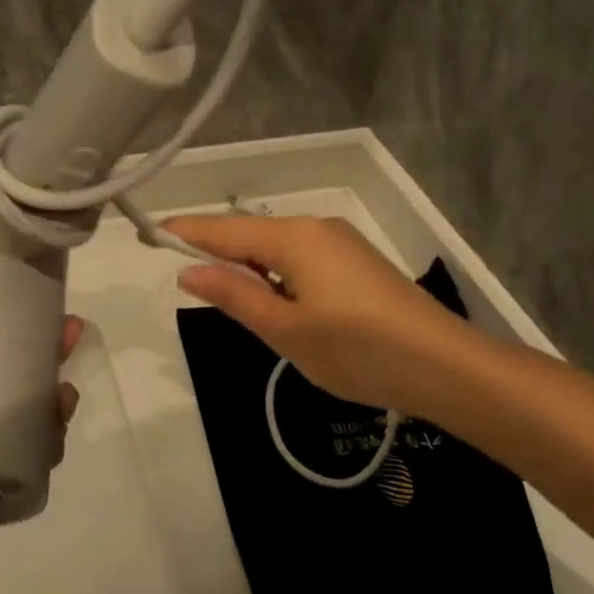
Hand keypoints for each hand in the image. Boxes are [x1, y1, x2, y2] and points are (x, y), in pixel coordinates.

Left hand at [0, 290, 82, 583]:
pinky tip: (54, 431)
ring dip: (52, 395)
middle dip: (45, 350)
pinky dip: (45, 441)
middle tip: (70, 338)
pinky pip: (23, 455)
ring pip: (24, 410)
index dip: (12, 312)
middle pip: (10, 367)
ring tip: (63, 394)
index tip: (43, 299)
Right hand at [164, 215, 466, 417]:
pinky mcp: (356, 262)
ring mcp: (340, 243)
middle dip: (216, 252)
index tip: (148, 232)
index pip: (224, 229)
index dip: (185, 232)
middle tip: (184, 277)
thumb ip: (234, 296)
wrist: (445, 365)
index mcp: (293, 237)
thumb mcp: (285, 330)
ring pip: (276, 247)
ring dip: (248, 268)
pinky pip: (300, 259)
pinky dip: (276, 274)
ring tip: (228, 300)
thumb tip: (188, 270)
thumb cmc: (357, 350)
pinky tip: (276, 304)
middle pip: (250, 234)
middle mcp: (315, 227)